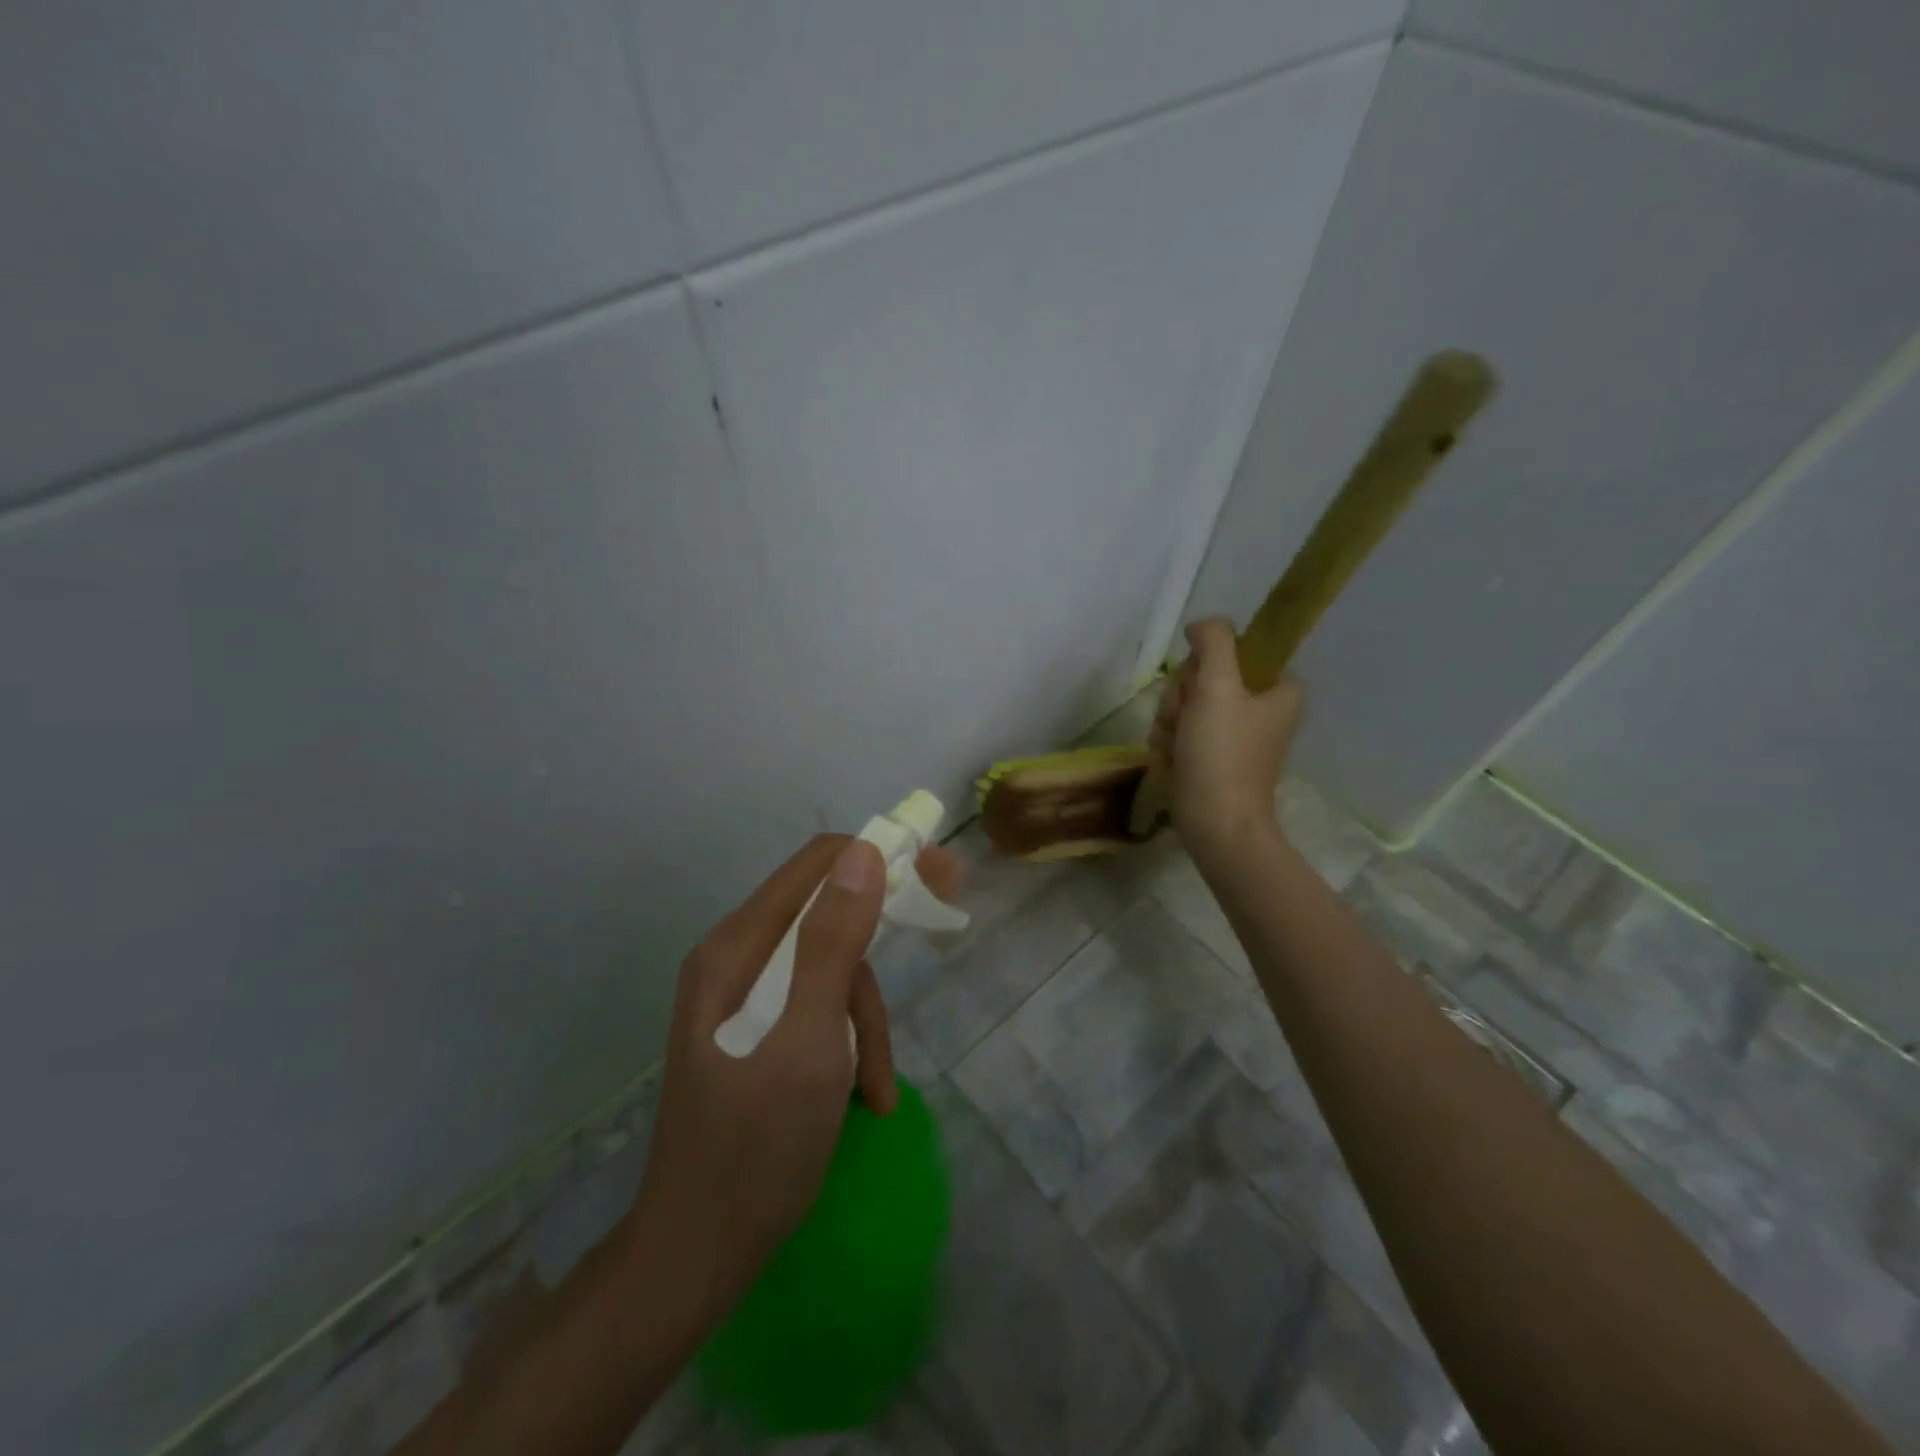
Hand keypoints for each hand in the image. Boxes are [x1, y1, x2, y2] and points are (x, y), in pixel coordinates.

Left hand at [630, 833, 960, 1320]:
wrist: (695, 1256)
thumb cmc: (755, 1149)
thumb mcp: (808, 1042)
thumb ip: (832, 944)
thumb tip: (865, 852)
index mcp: (738, 946)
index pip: (819, 863)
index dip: (882, 859)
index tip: (939, 878)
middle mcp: (735, 957)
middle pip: (827, 914)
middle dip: (879, 945)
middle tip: (943, 931)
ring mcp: (742, 996)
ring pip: (830, 969)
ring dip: (865, 1019)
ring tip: (875, 1087)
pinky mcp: (756, 1031)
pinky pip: (817, 1007)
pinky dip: (848, 1043)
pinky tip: (862, 1097)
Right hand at [1148, 617, 1302, 858]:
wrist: (1215, 825)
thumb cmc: (1222, 755)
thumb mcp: (1218, 686)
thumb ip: (1214, 642)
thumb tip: (1202, 625)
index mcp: (1279, 689)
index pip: (1231, 652)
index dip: (1204, 667)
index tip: (1200, 690)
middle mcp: (1261, 709)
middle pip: (1202, 679)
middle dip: (1181, 701)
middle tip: (1184, 723)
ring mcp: (1235, 735)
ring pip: (1185, 706)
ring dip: (1170, 724)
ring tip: (1178, 748)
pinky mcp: (1213, 758)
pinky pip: (1180, 733)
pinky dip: (1170, 746)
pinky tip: (1173, 762)